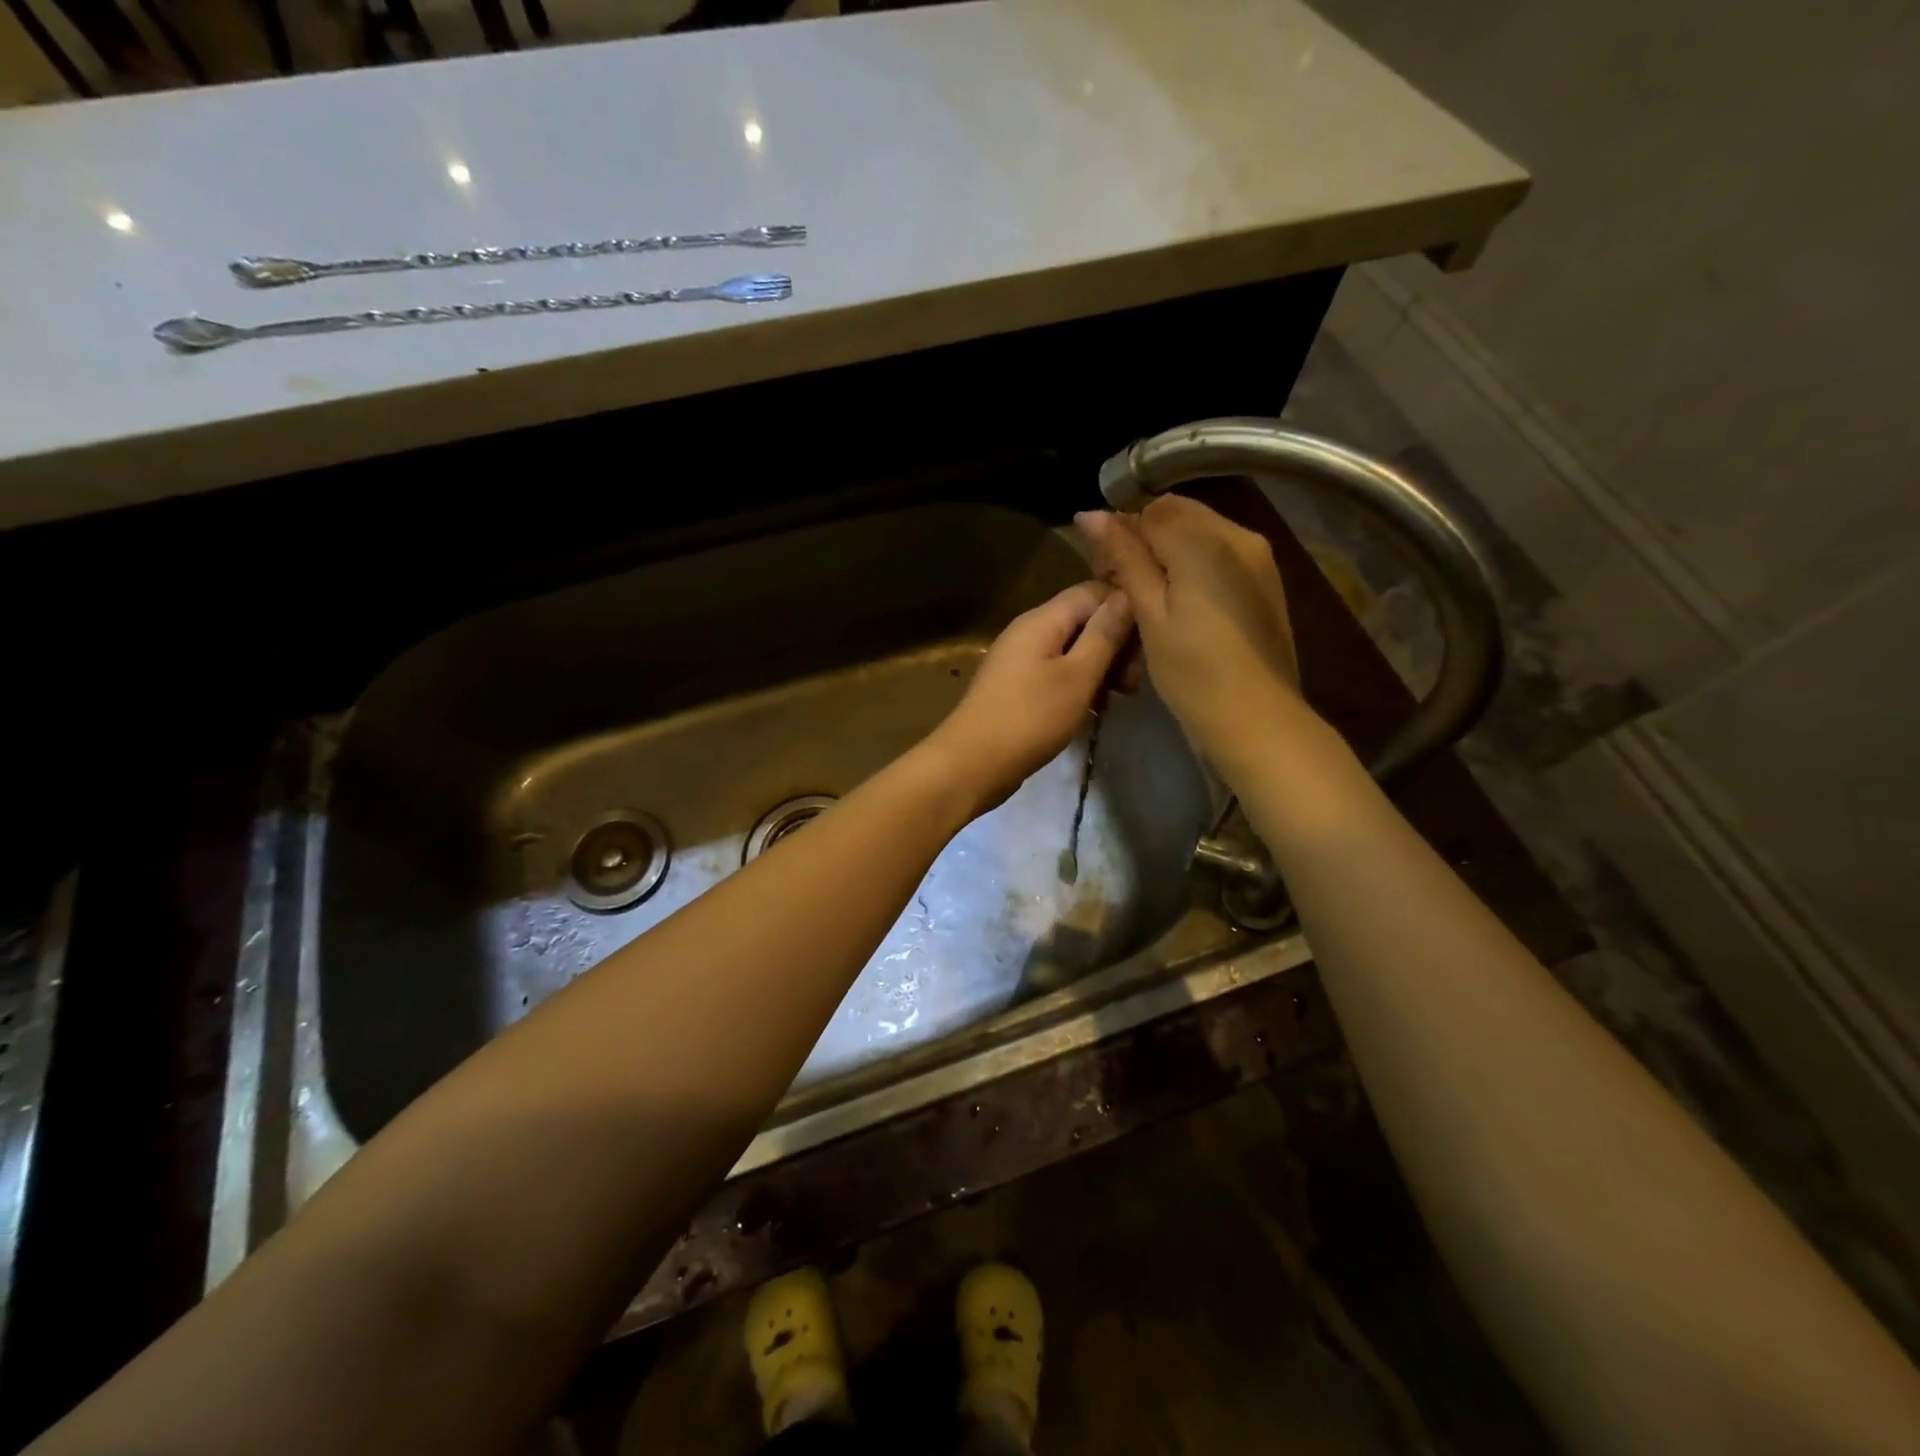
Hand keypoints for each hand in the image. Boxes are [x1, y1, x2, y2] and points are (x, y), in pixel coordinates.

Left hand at [923, 581, 1135, 813]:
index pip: (1093, 592)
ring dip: (1099, 669)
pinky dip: (1078, 685)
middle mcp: (1028, 630)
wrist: (973, 762)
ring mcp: (1019, 659)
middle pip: (1083, 621)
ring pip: (1072, 650)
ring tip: (1117, 700)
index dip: (1125, 611)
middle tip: (1132, 684)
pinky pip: (1055, 673)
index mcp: (1042, 619)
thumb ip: (1104, 635)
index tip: (1147, 646)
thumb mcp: (1078, 675)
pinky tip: (1093, 710)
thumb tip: (1126, 597)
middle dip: (1114, 646)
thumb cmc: (1031, 717)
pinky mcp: (1016, 686)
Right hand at [1076, 498, 1300, 770]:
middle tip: (1121, 585)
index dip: (1120, 533)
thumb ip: (1124, 557)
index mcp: (1206, 540)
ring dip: (1168, 553)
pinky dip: (1193, 566)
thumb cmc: (1192, 669)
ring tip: (1149, 598)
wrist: (1255, 717)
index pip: (1150, 510)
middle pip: (1178, 515)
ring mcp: (1258, 557)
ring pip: (1199, 533)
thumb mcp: (1149, 612)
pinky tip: (1180, 605)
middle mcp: (1239, 535)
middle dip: (1145, 539)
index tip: (1103, 571)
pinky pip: (1220, 555)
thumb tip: (1091, 515)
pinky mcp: (1265, 581)